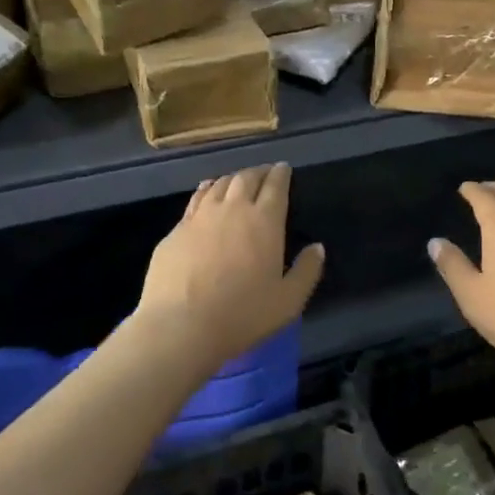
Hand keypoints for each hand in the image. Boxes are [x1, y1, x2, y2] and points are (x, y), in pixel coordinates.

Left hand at [134, 163, 325, 370]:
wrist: (181, 326)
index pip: (276, 186)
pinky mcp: (176, 230)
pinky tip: (206, 191)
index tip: (284, 168)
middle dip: (258, 172)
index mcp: (264, 221)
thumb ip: (307, 271)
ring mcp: (200, 217)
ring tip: (238, 180)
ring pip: (219, 184)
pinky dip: (206, 189)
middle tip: (265, 173)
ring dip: (233, 178)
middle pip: (246, 178)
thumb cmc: (243, 315)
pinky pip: (195, 199)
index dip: (281, 174)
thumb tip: (318, 247)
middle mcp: (233, 209)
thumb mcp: (288, 301)